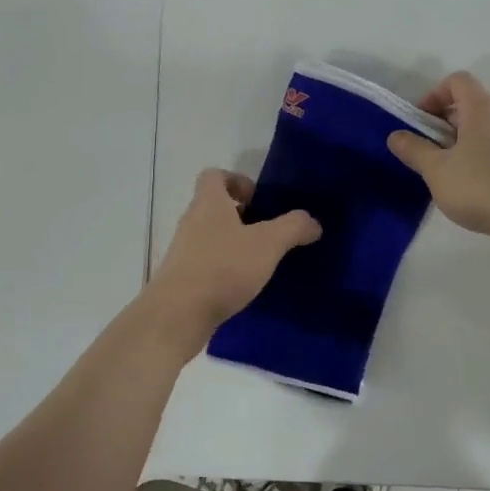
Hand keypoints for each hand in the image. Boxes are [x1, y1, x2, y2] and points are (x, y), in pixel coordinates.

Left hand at [147, 169, 321, 339]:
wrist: (178, 314)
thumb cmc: (222, 268)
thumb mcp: (267, 244)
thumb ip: (292, 227)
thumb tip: (312, 221)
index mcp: (208, 203)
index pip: (214, 175)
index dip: (237, 181)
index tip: (258, 200)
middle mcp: (191, 221)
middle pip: (214, 207)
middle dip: (242, 216)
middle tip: (268, 233)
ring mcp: (183, 250)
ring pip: (211, 236)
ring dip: (234, 244)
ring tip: (260, 262)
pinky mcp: (182, 278)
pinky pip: (206, 263)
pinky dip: (224, 269)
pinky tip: (243, 286)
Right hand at [387, 71, 489, 240]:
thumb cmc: (481, 187)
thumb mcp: (437, 170)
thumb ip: (414, 150)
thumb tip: (395, 135)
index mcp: (482, 108)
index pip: (457, 81)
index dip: (433, 95)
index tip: (420, 123)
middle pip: (469, 103)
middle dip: (443, 122)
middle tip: (428, 151)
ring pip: (483, 127)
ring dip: (460, 141)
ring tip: (447, 172)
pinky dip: (479, 155)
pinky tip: (473, 185)